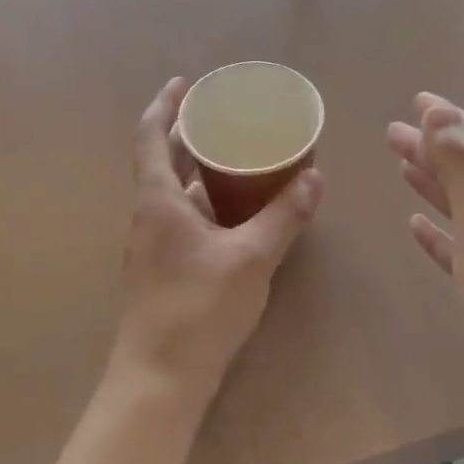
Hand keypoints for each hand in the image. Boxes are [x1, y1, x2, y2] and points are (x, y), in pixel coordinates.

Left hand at [113, 77, 323, 409]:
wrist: (159, 380)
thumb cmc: (198, 309)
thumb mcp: (251, 258)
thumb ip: (284, 217)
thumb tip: (314, 178)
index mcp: (158, 202)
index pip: (151, 138)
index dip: (164, 106)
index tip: (183, 83)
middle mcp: (148, 217)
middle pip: (164, 163)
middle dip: (189, 136)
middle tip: (225, 119)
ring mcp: (152, 246)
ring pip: (175, 195)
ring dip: (200, 173)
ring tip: (237, 160)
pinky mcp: (162, 271)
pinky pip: (183, 221)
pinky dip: (206, 206)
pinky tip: (236, 216)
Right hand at [388, 94, 463, 438]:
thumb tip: (439, 110)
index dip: (449, 120)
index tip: (416, 100)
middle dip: (434, 146)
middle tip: (393, 132)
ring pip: (463, 207)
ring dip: (434, 183)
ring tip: (402, 166)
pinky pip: (459, 248)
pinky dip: (438, 232)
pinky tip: (418, 229)